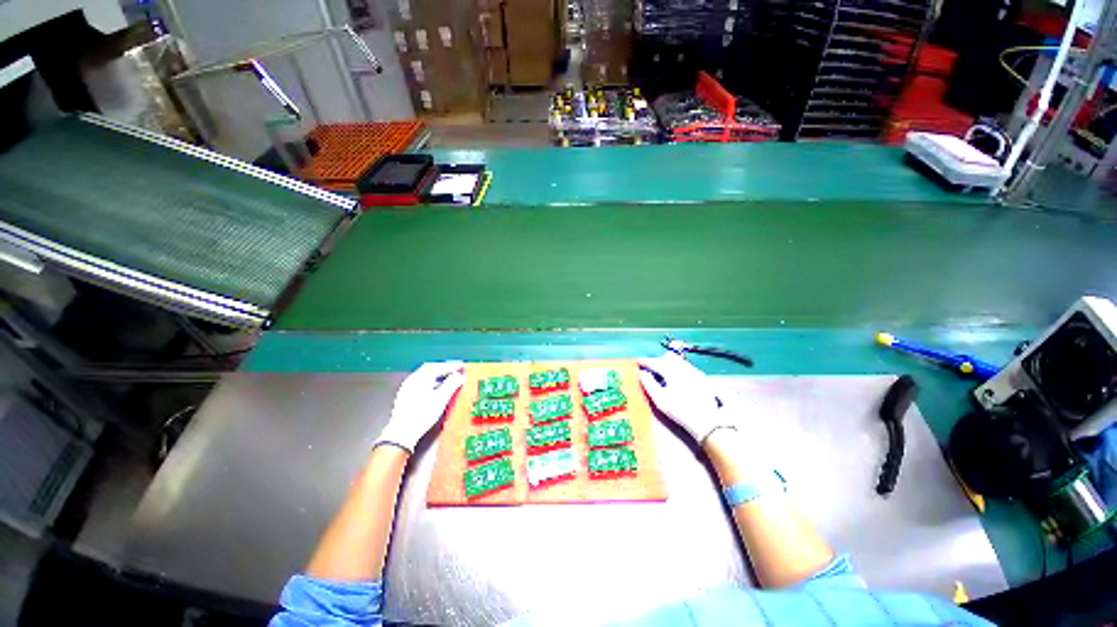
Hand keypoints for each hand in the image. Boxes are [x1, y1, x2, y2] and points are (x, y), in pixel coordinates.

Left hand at [374, 361, 464, 452]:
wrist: (402, 434)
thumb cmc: (422, 415)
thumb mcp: (441, 399)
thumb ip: (451, 385)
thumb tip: (459, 376)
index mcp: (420, 379)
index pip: (437, 366)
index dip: (450, 366)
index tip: (460, 367)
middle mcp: (411, 380)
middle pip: (429, 369)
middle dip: (443, 369)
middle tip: (455, 371)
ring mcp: (406, 388)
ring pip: (424, 376)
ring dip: (437, 375)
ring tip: (448, 379)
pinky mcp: (405, 396)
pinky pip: (420, 383)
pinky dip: (430, 382)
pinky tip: (436, 389)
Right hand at [637, 352, 736, 443]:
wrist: (706, 421)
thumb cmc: (679, 410)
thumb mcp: (659, 399)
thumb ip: (649, 383)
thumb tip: (642, 373)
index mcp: (672, 371)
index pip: (656, 362)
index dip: (646, 362)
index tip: (639, 362)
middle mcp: (684, 368)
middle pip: (669, 358)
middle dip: (658, 360)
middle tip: (651, 366)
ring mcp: (695, 372)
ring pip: (680, 361)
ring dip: (670, 362)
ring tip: (663, 369)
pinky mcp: (702, 379)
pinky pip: (688, 367)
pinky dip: (679, 368)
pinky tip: (678, 376)